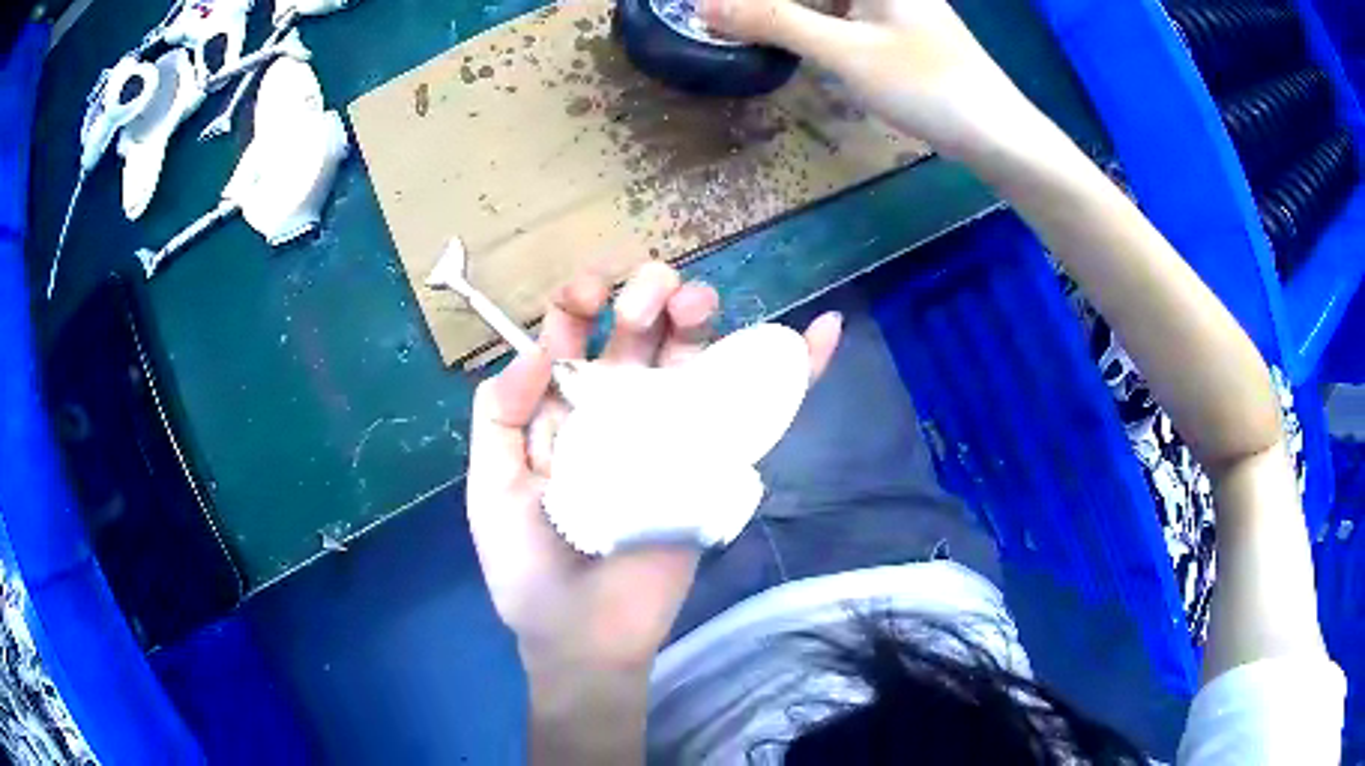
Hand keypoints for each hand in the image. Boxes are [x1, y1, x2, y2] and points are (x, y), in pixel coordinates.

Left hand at [467, 262, 841, 673]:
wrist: (586, 636)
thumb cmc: (528, 569)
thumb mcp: (491, 491)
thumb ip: (500, 418)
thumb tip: (535, 352)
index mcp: (562, 411)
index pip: (573, 336)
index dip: (578, 303)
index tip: (586, 296)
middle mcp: (617, 410)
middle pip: (638, 334)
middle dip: (641, 298)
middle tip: (646, 300)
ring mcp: (669, 433)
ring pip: (692, 358)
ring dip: (699, 314)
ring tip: (695, 303)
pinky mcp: (712, 463)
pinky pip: (754, 410)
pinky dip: (796, 371)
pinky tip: (823, 330)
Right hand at [700, 0, 1034, 156]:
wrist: (997, 132)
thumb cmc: (926, 85)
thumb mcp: (844, 51)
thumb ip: (774, 21)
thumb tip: (703, 5)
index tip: (720, 8)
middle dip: (772, 3)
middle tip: (726, 16)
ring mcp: (897, 2)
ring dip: (790, 10)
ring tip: (750, 26)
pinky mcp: (901, 26)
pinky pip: (845, 9)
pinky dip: (816, 18)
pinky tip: (795, 34)